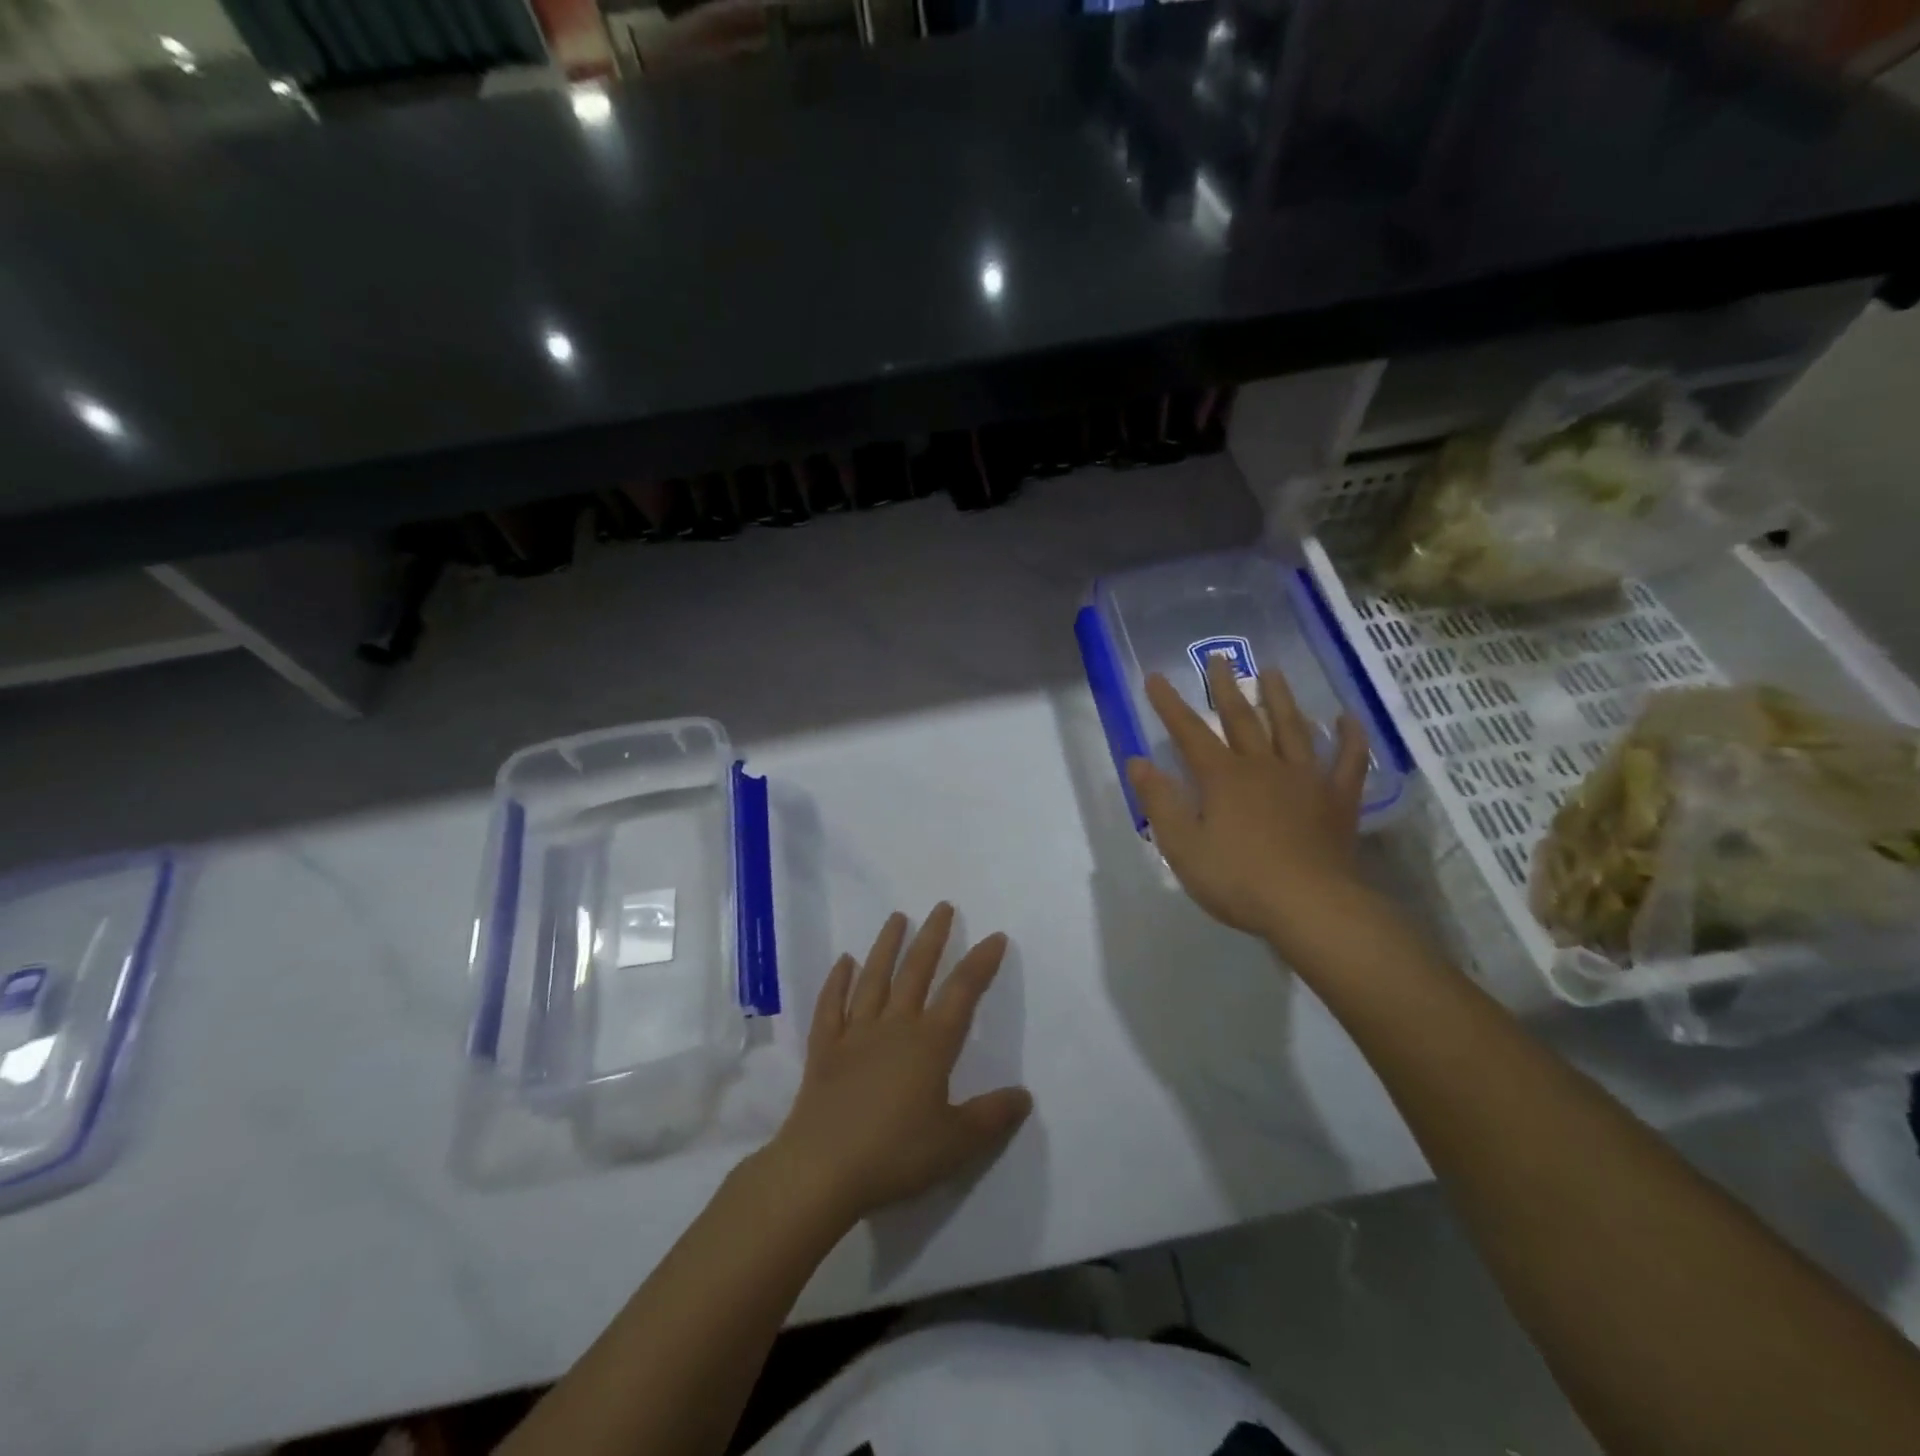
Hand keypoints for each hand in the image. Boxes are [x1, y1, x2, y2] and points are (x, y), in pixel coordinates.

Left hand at [765, 903, 1032, 1224]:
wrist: (821, 1169)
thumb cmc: (895, 1154)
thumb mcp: (955, 1144)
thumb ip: (991, 1117)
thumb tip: (1024, 1095)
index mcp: (929, 1044)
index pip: (962, 993)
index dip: (980, 963)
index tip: (994, 936)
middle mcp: (894, 1027)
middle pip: (916, 972)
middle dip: (932, 937)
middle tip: (942, 906)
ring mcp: (854, 1034)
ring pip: (874, 978)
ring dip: (887, 945)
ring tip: (897, 917)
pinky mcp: (824, 1049)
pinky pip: (831, 1006)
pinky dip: (837, 982)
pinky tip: (844, 962)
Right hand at [1127, 657, 1370, 955]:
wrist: (1310, 906)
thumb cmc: (1238, 879)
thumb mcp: (1183, 846)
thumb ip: (1160, 802)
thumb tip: (1138, 762)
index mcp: (1223, 778)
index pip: (1189, 732)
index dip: (1170, 705)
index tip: (1156, 677)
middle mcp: (1263, 767)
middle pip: (1242, 719)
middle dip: (1226, 688)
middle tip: (1219, 657)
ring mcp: (1305, 780)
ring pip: (1292, 729)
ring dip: (1281, 699)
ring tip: (1272, 671)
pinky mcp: (1337, 800)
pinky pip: (1347, 762)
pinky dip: (1349, 738)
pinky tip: (1347, 718)